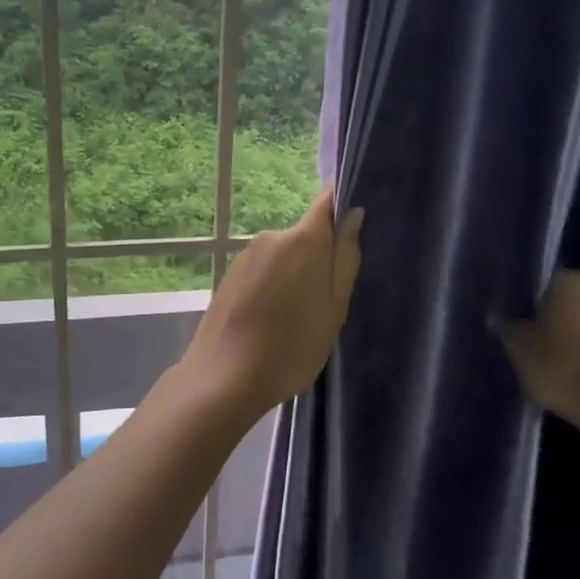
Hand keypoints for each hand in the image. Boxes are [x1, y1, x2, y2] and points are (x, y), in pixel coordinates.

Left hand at [182, 185, 363, 420]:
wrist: (224, 378)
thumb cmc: (292, 346)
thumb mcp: (334, 307)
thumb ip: (345, 257)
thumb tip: (353, 214)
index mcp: (303, 239)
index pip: (327, 200)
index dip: (342, 204)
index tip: (355, 223)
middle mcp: (271, 237)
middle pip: (306, 236)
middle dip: (318, 259)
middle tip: (325, 302)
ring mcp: (245, 256)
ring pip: (283, 257)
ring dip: (293, 277)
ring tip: (296, 320)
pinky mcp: (229, 276)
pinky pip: (262, 272)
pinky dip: (272, 289)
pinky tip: (271, 323)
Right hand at [499, 270, 579, 430]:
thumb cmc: (560, 365)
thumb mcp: (520, 348)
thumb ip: (510, 329)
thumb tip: (503, 320)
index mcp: (573, 283)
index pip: (546, 282)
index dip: (530, 301)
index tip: (518, 321)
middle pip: (568, 303)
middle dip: (552, 318)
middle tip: (530, 340)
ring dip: (570, 337)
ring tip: (547, 361)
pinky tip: (568, 374)